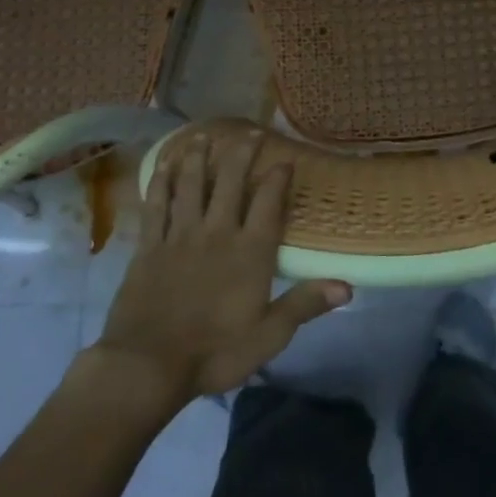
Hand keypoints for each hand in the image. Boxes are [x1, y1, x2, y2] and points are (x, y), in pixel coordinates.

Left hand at [94, 132, 350, 410]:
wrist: (146, 365)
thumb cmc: (215, 352)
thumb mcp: (269, 335)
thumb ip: (305, 304)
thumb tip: (348, 286)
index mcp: (250, 252)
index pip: (268, 204)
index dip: (278, 178)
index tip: (285, 159)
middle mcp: (217, 233)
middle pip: (230, 183)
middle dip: (242, 154)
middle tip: (249, 131)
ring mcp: (180, 237)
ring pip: (191, 186)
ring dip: (198, 158)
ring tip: (203, 136)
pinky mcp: (149, 247)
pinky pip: (156, 206)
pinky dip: (161, 183)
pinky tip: (163, 166)